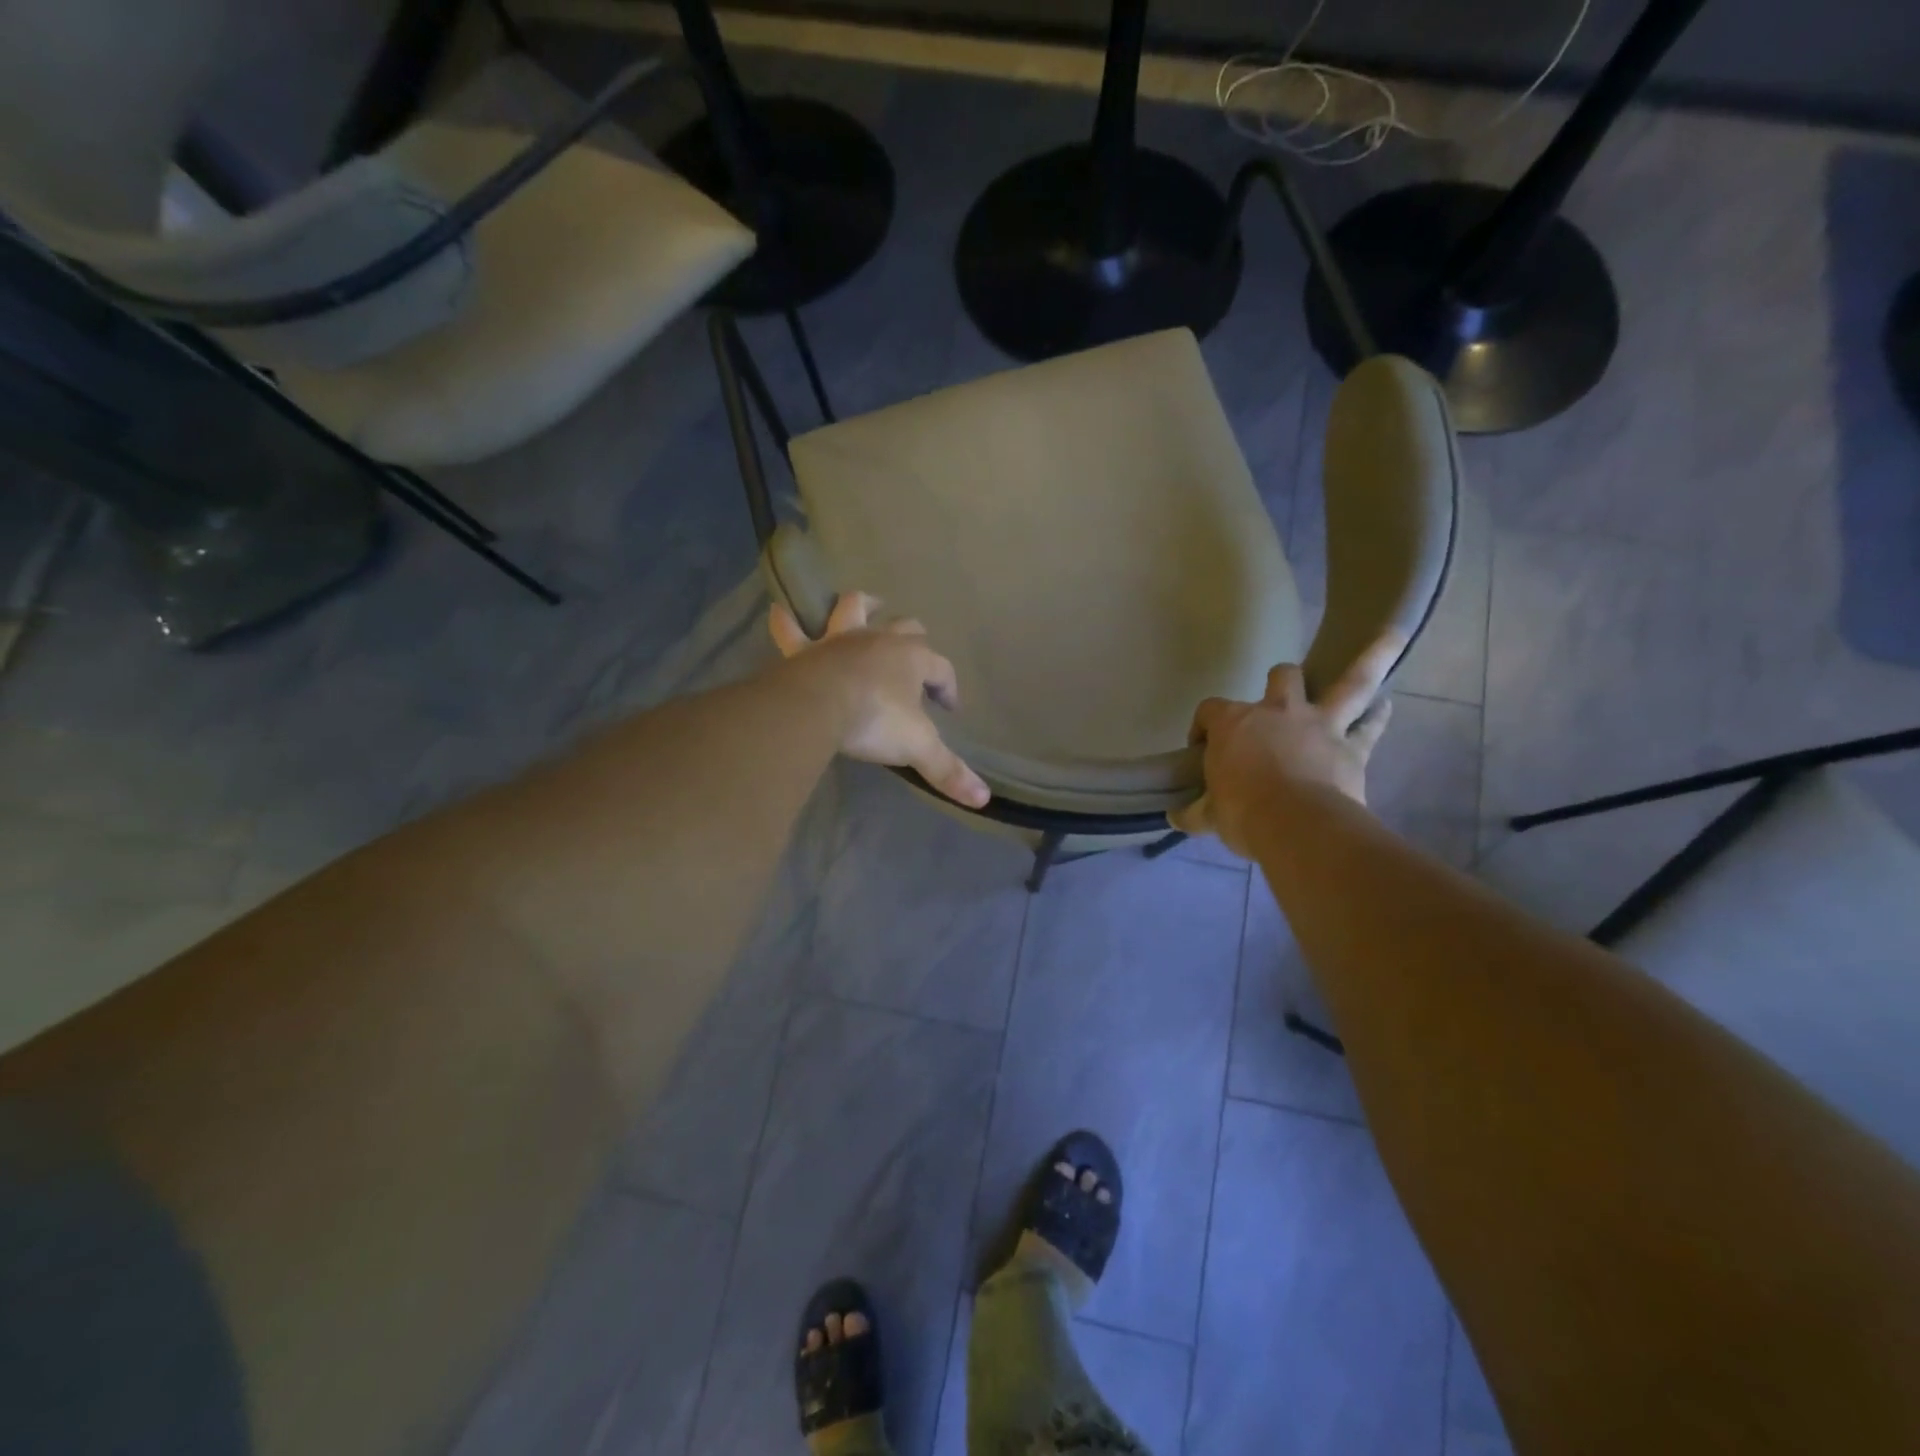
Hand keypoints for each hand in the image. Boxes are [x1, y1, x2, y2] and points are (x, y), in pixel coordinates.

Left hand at [769, 592, 990, 808]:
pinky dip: (787, 621)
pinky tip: (780, 611)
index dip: (949, 687)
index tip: (949, 708)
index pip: (942, 669)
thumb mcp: (917, 747)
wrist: (818, 705)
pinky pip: (791, 629)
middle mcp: (879, 640)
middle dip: (915, 639)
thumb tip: (983, 798)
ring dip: (863, 606)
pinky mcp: (804, 650)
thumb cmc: (875, 719)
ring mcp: (839, 639)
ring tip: (868, 605)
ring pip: (855, 609)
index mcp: (912, 659)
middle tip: (915, 661)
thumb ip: (947, 770)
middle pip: (906, 628)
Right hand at [1171, 638, 1397, 856]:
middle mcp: (1278, 712)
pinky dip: (1378, 716)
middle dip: (1279, 681)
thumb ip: (1194, 812)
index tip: (1202, 748)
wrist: (1297, 827)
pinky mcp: (1352, 748)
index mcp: (1233, 724)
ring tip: (1391, 636)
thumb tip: (1175, 817)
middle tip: (1277, 698)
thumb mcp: (1209, 816)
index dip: (1203, 726)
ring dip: (1371, 658)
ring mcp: (1320, 725)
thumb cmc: (1242, 814)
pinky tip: (1385, 706)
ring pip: (1350, 682)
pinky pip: (1370, 726)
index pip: (1210, 711)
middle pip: (1281, 677)